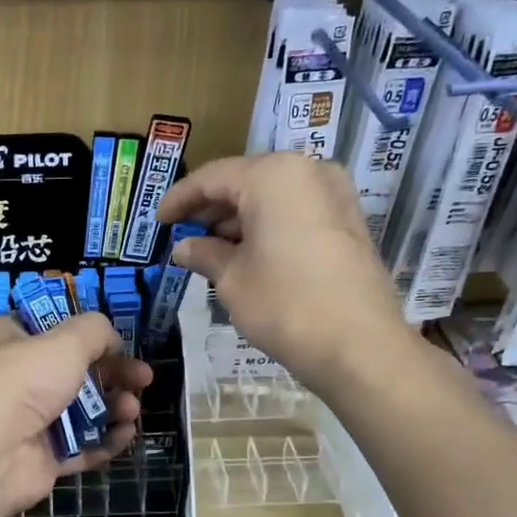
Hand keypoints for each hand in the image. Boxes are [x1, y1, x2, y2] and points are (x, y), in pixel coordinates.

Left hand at [0, 311, 150, 516]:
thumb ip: (94, 332)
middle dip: (112, 374)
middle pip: (73, 372)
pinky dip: (105, 441)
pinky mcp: (41, 459)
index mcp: (7, 340)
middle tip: (144, 377)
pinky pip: (80, 447)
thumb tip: (111, 339)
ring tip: (133, 409)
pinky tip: (127, 434)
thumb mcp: (64, 341)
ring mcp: (28, 422)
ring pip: (79, 411)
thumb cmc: (22, 381)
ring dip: (112, 408)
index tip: (116, 341)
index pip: (49, 329)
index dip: (85, 334)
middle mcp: (15, 379)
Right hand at [156, 153, 421, 392]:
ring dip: (238, 219)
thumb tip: (183, 248)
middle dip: (211, 209)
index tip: (158, 221)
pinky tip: (246, 254)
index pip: (212, 178)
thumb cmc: (284, 305)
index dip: (179, 199)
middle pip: (245, 181)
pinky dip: (266, 226)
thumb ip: (204, 254)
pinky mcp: (347, 220)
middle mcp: (307, 171)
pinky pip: (295, 211)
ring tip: (210, 250)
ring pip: (272, 197)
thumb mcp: (232, 279)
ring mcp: (334, 194)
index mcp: (272, 175)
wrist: (358, 345)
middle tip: (182, 236)